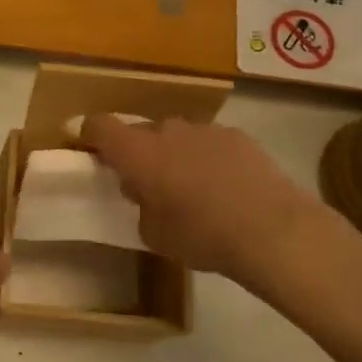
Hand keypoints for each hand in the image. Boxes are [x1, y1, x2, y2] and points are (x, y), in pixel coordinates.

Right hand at [78, 115, 327, 278]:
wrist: (272, 230)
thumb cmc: (201, 236)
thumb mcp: (154, 234)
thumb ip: (141, 206)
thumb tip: (145, 192)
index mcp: (138, 152)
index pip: (100, 126)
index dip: (90, 134)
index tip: (89, 147)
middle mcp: (167, 131)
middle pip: (142, 132)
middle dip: (140, 153)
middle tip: (148, 183)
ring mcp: (205, 130)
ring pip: (178, 136)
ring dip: (176, 155)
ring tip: (192, 188)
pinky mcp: (238, 136)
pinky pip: (210, 143)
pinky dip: (208, 158)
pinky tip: (226, 187)